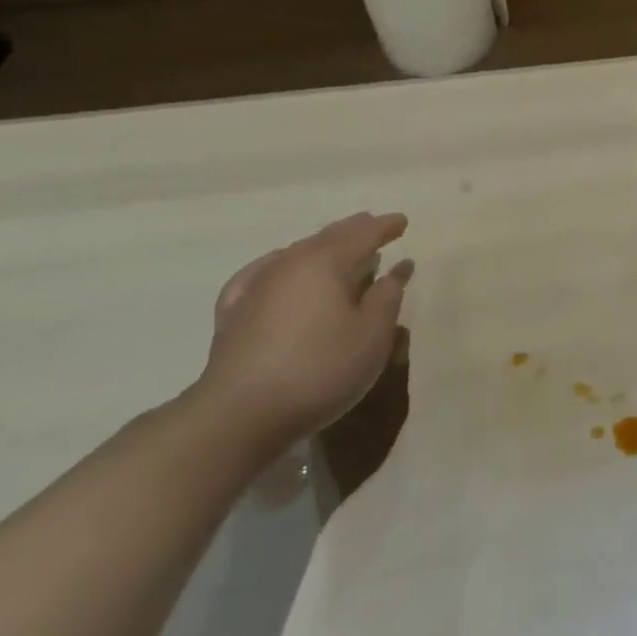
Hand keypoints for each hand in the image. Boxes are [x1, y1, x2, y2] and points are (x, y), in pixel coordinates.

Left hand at [194, 212, 414, 450]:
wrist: (240, 414)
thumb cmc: (319, 370)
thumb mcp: (372, 336)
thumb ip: (387, 297)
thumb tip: (397, 268)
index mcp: (326, 263)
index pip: (362, 235)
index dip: (384, 227)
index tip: (402, 221)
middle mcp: (289, 264)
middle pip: (327, 237)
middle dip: (353, 229)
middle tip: (372, 223)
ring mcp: (256, 286)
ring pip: (295, 253)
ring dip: (321, 246)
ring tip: (336, 247)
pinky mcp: (234, 312)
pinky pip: (262, 273)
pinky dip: (280, 265)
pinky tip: (276, 269)